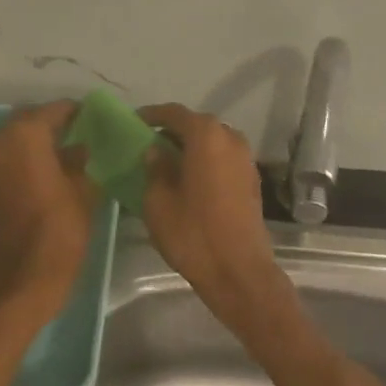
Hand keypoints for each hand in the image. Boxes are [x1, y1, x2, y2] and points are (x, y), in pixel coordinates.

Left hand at [0, 102, 95, 327]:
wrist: (25, 276)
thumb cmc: (60, 228)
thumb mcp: (84, 189)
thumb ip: (82, 159)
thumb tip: (81, 146)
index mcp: (26, 135)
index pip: (55, 110)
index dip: (77, 113)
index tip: (97, 119)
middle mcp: (0, 140)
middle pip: (31, 120)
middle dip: (55, 124)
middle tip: (83, 134)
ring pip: (17, 137)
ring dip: (38, 140)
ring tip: (68, 153)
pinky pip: (7, 156)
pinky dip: (25, 156)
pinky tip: (50, 169)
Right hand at [138, 104, 292, 337]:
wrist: (238, 271)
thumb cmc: (192, 233)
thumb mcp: (158, 201)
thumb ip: (155, 169)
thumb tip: (156, 152)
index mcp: (206, 136)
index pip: (174, 113)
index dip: (152, 115)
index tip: (134, 122)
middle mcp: (230, 138)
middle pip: (196, 125)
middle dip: (172, 131)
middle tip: (149, 144)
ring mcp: (246, 159)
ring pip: (212, 142)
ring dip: (191, 147)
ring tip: (168, 162)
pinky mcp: (251, 179)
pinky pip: (223, 159)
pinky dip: (205, 161)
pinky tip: (190, 179)